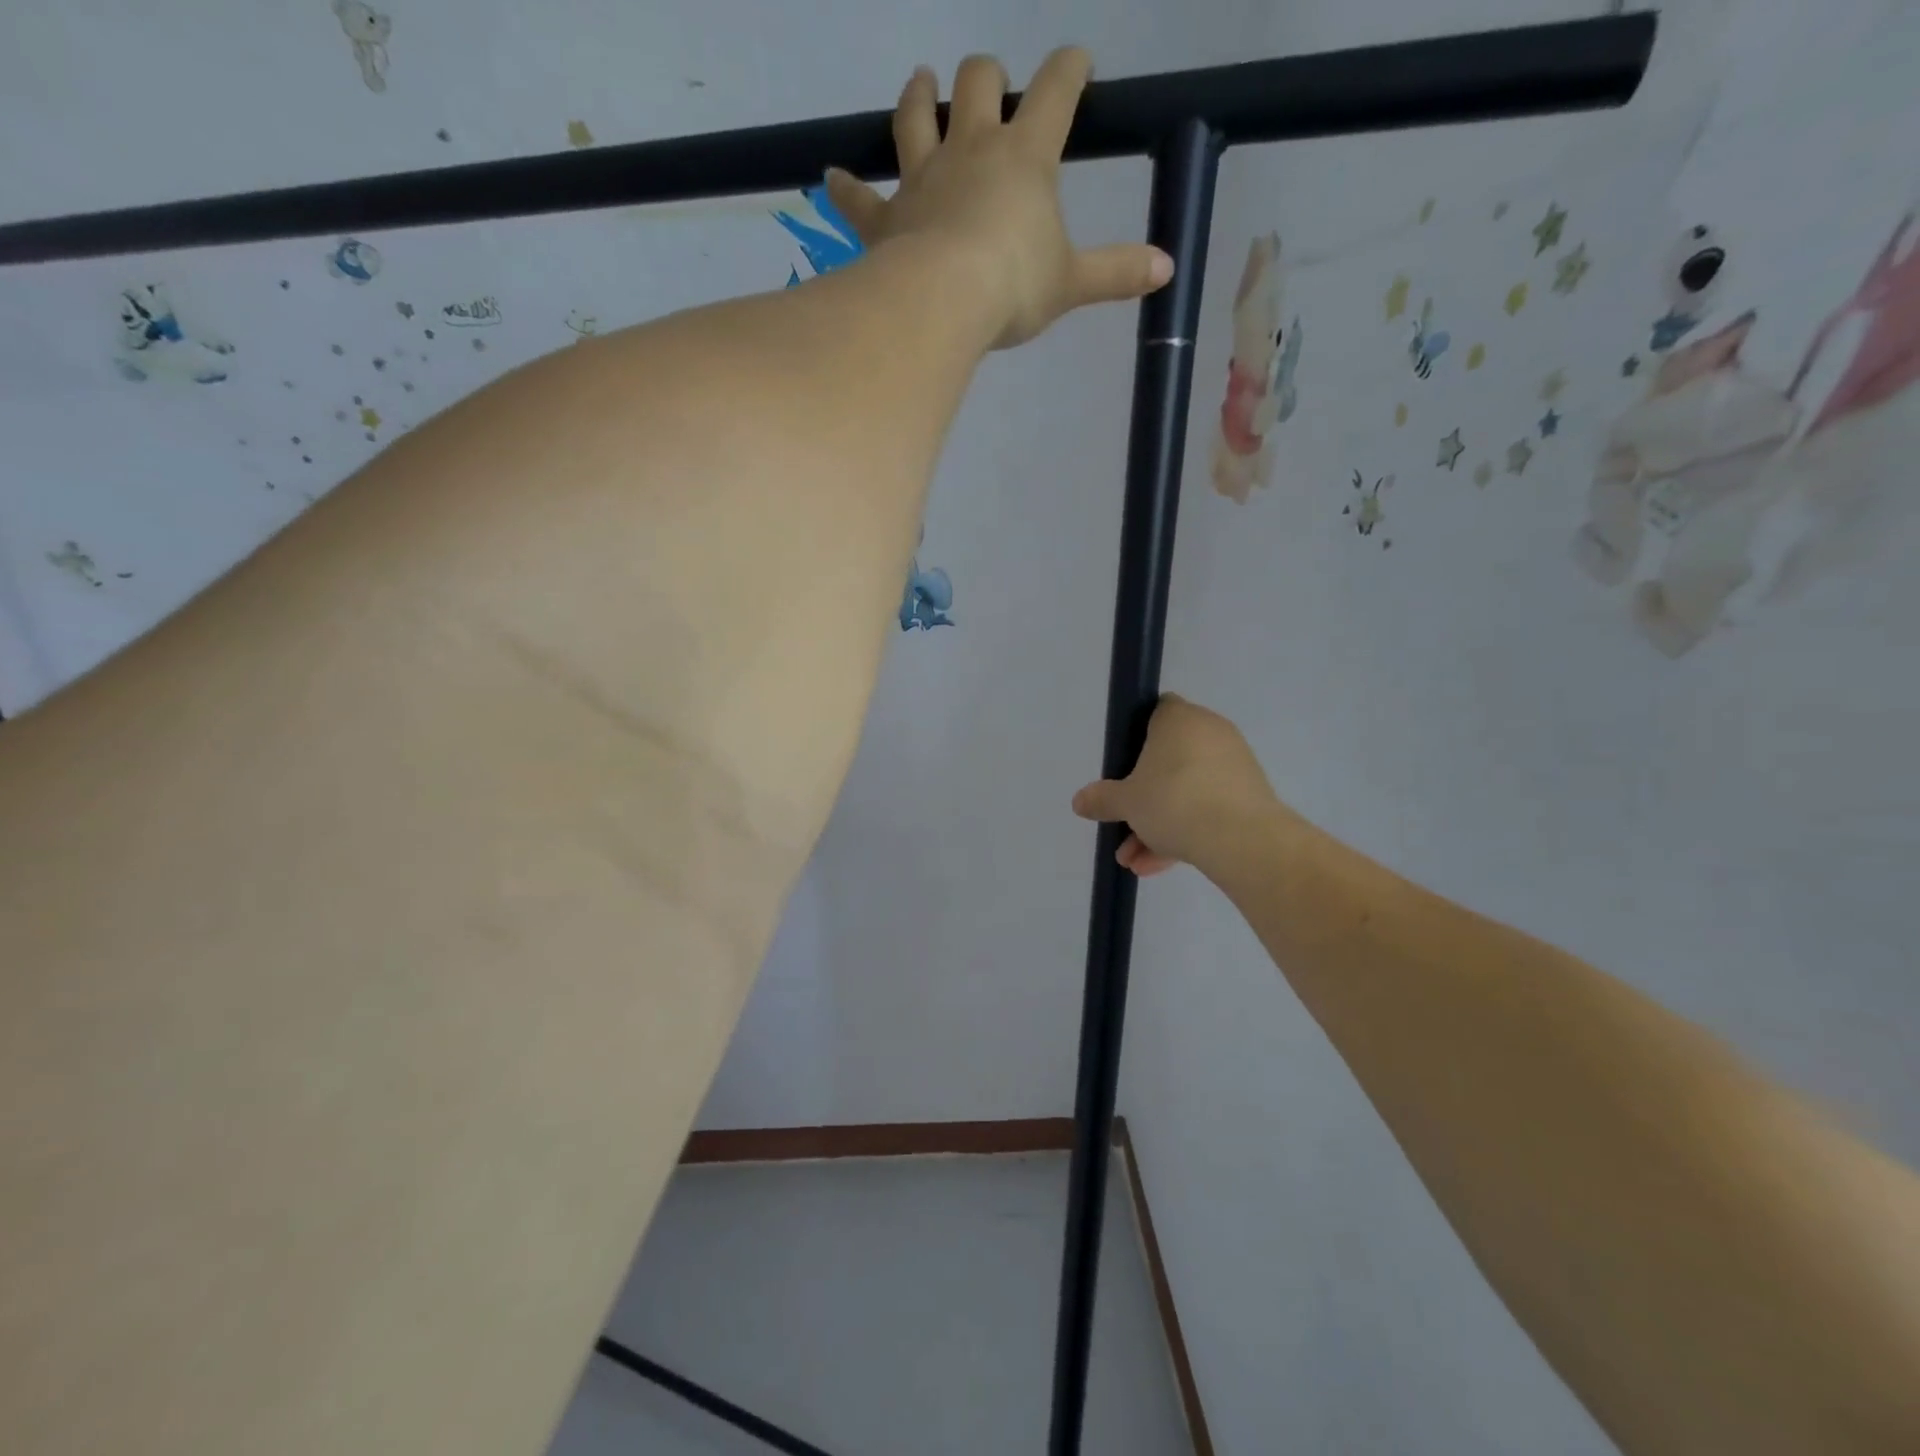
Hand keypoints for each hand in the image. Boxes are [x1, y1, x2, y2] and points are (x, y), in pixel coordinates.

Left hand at [825, 49, 1173, 349]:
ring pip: (916, 116)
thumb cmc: (1014, 286)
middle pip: (979, 82)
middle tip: (991, 81)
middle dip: (988, 74)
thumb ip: (1116, 272)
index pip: (1056, 92)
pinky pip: (859, 197)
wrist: (943, 301)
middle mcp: (972, 149)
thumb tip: (1167, 268)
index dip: (1069, 70)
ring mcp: (923, 177)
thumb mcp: (1072, 282)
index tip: (1077, 63)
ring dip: (919, 95)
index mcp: (1026, 157)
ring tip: (921, 82)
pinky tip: (830, 177)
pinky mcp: (885, 216)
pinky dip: (845, 187)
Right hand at [1070, 694, 1279, 877]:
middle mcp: (1210, 733)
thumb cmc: (1174, 801)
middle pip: (1168, 759)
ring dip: (1158, 824)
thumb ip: (1102, 799)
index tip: (1122, 767)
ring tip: (1134, 861)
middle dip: (1143, 797)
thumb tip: (1079, 801)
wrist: (1241, 839)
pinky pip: (1207, 808)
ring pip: (1186, 791)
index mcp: (1179, 719)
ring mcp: (1233, 764)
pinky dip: (1184, 831)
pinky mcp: (1249, 795)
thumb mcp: (1126, 802)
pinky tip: (1157, 866)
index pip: (1155, 711)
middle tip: (1122, 825)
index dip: (1135, 736)